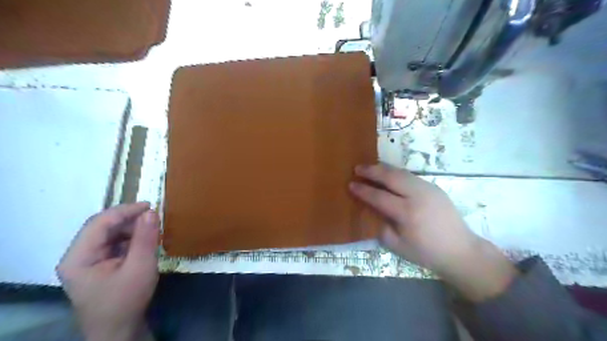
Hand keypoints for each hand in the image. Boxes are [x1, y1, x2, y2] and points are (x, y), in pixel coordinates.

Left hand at [56, 202, 157, 340]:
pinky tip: (144, 243)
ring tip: (152, 231)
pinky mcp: (98, 266)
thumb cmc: (126, 300)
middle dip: (129, 220)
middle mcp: (78, 256)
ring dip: (131, 229)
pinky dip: (130, 239)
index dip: (125, 210)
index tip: (151, 205)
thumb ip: (145, 238)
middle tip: (154, 218)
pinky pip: (114, 244)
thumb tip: (151, 212)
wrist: (119, 331)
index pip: (99, 223)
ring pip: (109, 235)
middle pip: (102, 227)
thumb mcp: (140, 267)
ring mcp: (87, 262)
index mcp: (78, 257)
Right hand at [352, 164, 516, 300]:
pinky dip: (396, 173)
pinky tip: (389, 176)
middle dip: (372, 171)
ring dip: (384, 169)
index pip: (379, 196)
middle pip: (391, 177)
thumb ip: (380, 226)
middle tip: (358, 168)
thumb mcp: (397, 246)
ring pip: (401, 172)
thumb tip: (370, 210)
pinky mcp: (434, 187)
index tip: (351, 184)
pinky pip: (410, 176)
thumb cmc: (426, 253)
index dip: (363, 190)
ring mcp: (428, 188)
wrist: (460, 251)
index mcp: (407, 213)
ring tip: (370, 168)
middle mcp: (418, 196)